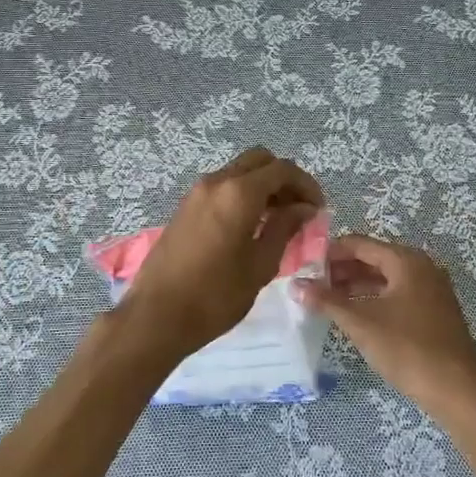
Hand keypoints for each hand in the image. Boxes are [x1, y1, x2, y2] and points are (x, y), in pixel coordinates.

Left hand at [117, 147, 323, 363]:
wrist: (156, 315)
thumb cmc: (215, 295)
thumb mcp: (260, 265)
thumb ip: (284, 229)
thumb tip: (303, 209)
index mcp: (238, 193)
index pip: (282, 170)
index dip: (306, 185)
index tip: (318, 208)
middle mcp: (216, 182)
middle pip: (259, 161)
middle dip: (283, 179)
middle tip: (298, 209)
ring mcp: (196, 192)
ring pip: (238, 172)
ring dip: (262, 186)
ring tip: (278, 220)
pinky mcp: (185, 207)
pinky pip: (222, 187)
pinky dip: (242, 195)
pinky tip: (251, 226)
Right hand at [293, 234, 475, 420]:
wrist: (458, 391)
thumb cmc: (407, 348)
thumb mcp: (361, 322)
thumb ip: (327, 301)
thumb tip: (296, 285)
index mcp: (406, 260)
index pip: (359, 244)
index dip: (329, 252)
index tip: (303, 265)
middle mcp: (421, 267)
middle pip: (373, 259)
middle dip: (341, 270)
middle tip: (311, 285)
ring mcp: (431, 290)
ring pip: (385, 279)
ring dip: (355, 286)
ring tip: (326, 301)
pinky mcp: (434, 312)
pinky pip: (397, 295)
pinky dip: (374, 300)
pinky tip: (354, 316)